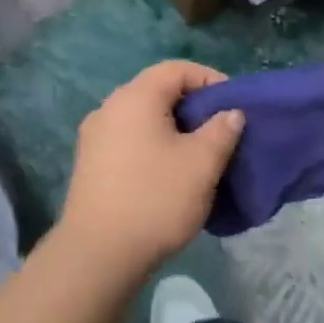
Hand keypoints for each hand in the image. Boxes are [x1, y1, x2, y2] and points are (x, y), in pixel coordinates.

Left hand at [58, 61, 245, 276]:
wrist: (99, 254)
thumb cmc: (156, 199)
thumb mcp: (202, 164)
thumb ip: (222, 130)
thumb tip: (230, 113)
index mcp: (135, 97)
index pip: (176, 69)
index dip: (210, 79)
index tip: (234, 106)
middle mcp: (109, 108)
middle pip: (157, 91)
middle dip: (193, 106)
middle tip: (220, 131)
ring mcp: (94, 137)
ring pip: (142, 119)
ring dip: (173, 129)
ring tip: (198, 155)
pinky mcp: (89, 164)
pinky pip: (128, 141)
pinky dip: (153, 146)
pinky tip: (168, 174)